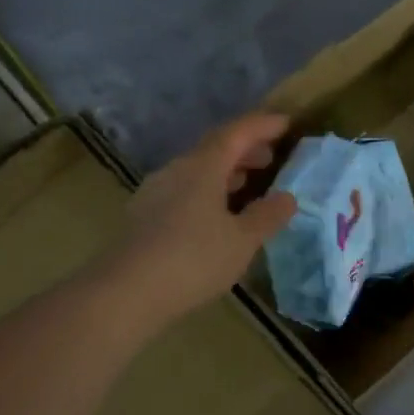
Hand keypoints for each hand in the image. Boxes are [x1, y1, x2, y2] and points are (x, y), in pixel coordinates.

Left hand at [103, 113, 297, 326]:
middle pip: (214, 148)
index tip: (286, 123)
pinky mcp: (144, 215)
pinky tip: (215, 215)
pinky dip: (207, 191)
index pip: (236, 133)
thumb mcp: (242, 240)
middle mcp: (176, 170)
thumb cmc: (193, 259)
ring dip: (225, 172)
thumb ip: (267, 216)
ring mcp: (155, 192)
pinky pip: (183, 190)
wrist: (126, 292)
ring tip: (247, 184)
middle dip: (244, 149)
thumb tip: (287, 197)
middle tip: (270, 157)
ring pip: (197, 170)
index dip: (262, 125)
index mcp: (203, 167)